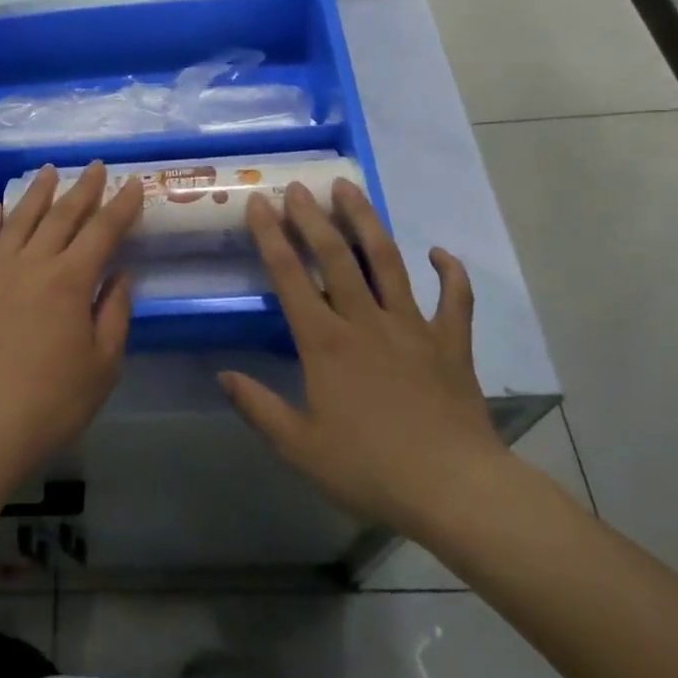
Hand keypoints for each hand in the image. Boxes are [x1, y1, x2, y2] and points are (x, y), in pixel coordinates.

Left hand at [0, 163, 143, 485]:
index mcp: (70, 281)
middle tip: (95, 167)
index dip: (121, 205)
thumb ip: (114, 313)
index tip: (133, 183)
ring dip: (38, 193)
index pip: (102, 231)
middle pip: (61, 216)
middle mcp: (32, 264)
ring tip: (50, 172)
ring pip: (20, 219)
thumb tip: (120, 274)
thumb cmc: (52, 402)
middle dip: (82, 189)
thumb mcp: (103, 364)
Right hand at [221, 179, 509, 538]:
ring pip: (387, 261)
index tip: (258, 203)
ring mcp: (413, 327)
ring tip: (351, 188)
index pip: (290, 277)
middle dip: (313, 217)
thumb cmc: (370, 469)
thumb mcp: (300, 446)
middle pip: (336, 256)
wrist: (455, 491)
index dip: (270, 237)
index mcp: (325, 343)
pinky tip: (439, 252)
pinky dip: (449, 272)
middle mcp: (366, 322)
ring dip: (367, 221)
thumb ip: (258, 407)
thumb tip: (222, 375)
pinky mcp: (451, 343)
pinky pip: (455, 298)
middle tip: (299, 186)